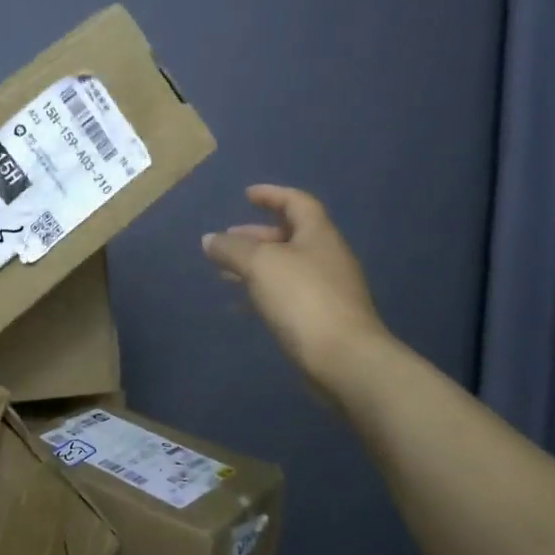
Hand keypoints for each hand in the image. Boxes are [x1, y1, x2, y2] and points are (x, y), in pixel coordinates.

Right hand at [202, 185, 389, 384]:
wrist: (344, 359)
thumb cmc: (302, 298)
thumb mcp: (260, 264)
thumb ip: (232, 249)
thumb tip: (210, 240)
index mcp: (319, 235)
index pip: (297, 202)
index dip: (272, 195)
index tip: (247, 195)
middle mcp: (327, 257)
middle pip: (291, 236)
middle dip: (256, 236)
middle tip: (227, 241)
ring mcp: (328, 290)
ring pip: (286, 268)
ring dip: (256, 266)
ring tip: (225, 274)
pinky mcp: (322, 319)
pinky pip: (288, 296)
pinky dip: (263, 293)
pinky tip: (242, 307)